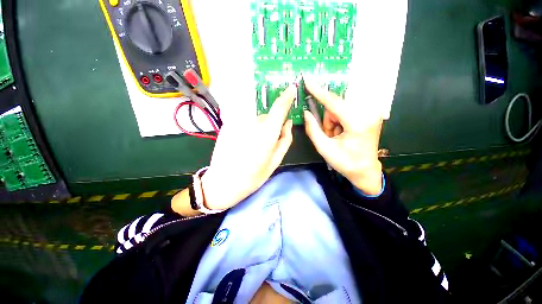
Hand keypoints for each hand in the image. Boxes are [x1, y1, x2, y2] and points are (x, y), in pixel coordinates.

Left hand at [201, 86, 295, 209]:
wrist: (222, 183)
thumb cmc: (252, 177)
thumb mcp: (275, 161)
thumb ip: (285, 139)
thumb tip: (288, 122)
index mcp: (266, 133)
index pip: (279, 107)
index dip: (286, 96)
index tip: (291, 88)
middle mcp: (252, 123)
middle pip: (267, 116)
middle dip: (270, 125)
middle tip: (266, 143)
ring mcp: (237, 122)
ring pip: (255, 118)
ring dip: (258, 128)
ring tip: (252, 146)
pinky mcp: (227, 124)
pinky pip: (244, 122)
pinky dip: (248, 129)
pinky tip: (243, 144)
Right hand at [303, 79, 382, 194]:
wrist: (365, 170)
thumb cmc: (345, 162)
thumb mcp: (324, 148)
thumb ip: (312, 129)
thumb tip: (306, 113)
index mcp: (357, 123)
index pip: (334, 103)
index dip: (318, 92)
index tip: (308, 81)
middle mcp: (368, 113)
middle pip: (336, 106)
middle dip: (328, 119)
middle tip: (330, 134)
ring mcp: (372, 112)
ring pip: (340, 108)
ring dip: (333, 121)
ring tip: (337, 135)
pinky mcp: (371, 113)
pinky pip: (346, 109)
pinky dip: (340, 120)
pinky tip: (343, 131)